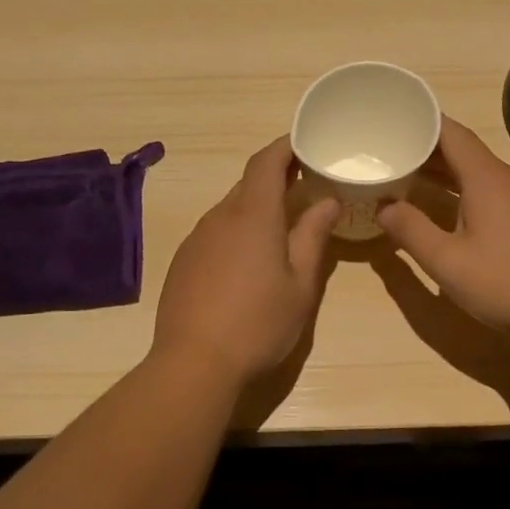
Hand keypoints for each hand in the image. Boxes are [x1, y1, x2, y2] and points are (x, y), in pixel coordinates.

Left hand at [150, 137, 340, 388]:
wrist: (193, 363)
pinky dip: (235, 231)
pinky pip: (214, 232)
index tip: (306, 145)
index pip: (266, 162)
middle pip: (248, 184)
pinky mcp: (183, 261)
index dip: (285, 147)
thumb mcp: (300, 285)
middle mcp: (220, 217)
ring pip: (230, 209)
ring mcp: (196, 239)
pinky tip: (247, 262)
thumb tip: (327, 201)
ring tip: (280, 228)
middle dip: (276, 179)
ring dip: (255, 208)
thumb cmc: (258, 324)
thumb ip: (313, 236)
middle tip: (305, 188)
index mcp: (252, 215)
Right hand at [378, 116, 509, 340]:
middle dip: (427, 151)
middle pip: (464, 152)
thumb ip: (411, 231)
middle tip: (391, 154)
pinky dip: (466, 192)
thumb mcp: (447, 261)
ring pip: (480, 175)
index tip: (394, 120)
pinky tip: (451, 212)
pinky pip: (494, 193)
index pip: (452, 134)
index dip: (422, 123)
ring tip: (411, 180)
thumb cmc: (506, 283)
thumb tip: (383, 207)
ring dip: (446, 174)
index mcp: (487, 179)